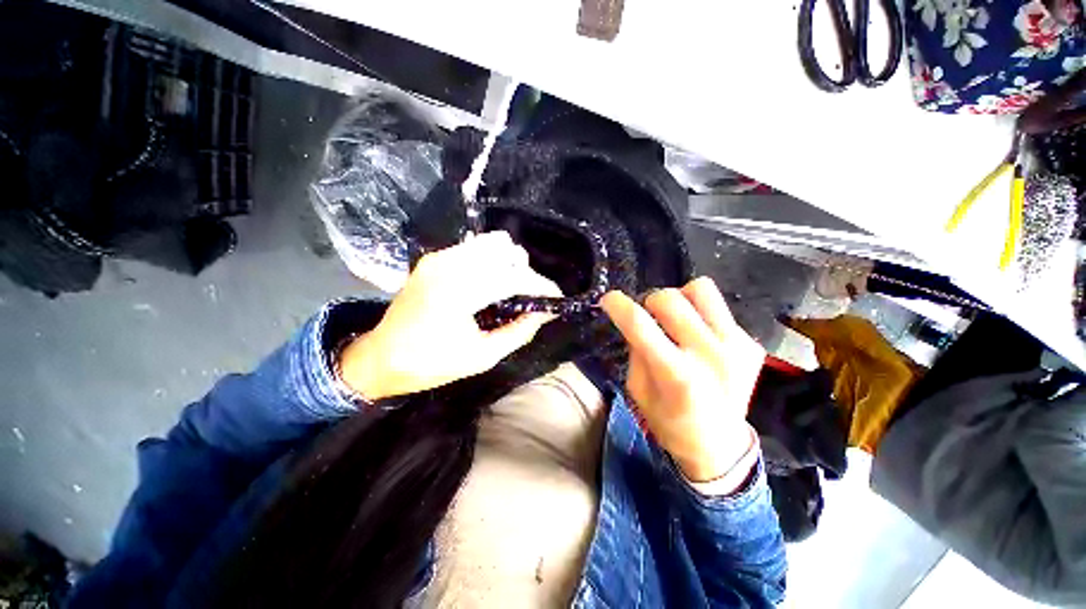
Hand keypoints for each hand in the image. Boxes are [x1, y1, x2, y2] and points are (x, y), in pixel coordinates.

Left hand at [339, 232, 561, 399]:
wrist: (381, 357)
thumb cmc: (431, 363)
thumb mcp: (482, 356)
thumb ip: (519, 331)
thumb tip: (545, 312)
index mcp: (458, 292)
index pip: (513, 276)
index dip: (540, 285)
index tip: (556, 297)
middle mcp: (448, 265)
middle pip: (504, 250)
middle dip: (524, 272)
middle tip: (527, 298)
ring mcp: (438, 257)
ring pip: (490, 243)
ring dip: (507, 263)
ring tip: (508, 290)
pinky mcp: (434, 258)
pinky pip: (474, 248)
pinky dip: (490, 261)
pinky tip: (488, 284)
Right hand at [601, 277, 764, 482]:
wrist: (720, 446)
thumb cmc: (669, 423)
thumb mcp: (638, 391)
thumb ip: (636, 351)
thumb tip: (637, 320)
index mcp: (676, 374)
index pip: (640, 324)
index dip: (618, 305)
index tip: (608, 299)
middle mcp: (709, 354)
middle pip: (669, 299)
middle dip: (648, 303)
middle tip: (648, 319)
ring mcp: (736, 345)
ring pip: (699, 289)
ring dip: (680, 299)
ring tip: (677, 319)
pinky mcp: (751, 343)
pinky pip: (718, 307)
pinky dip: (700, 314)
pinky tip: (699, 337)